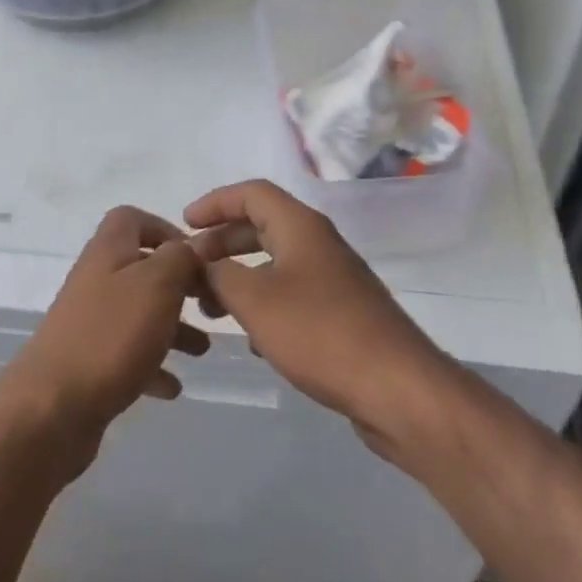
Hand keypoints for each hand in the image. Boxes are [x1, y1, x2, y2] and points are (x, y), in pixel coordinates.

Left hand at [0, 207, 210, 468]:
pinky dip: (152, 367)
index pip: (132, 219)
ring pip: (138, 314)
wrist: (51, 408)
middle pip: (140, 269)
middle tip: (209, 305)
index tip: (197, 257)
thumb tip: (190, 249)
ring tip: (202, 351)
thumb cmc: (110, 335)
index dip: (165, 229)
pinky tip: (172, 387)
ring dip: (172, 328)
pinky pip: (128, 356)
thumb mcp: (157, 284)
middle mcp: (96, 280)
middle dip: (178, 286)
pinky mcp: (88, 364)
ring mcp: (89, 323)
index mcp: (108, 251)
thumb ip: (180, 258)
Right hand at [185, 180, 451, 458]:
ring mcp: (334, 280)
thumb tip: (201, 263)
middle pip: (262, 226)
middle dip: (222, 243)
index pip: (251, 192)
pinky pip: (292, 295)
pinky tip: (253, 339)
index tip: (185, 225)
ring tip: (213, 310)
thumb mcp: (254, 300)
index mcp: (300, 227)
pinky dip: (265, 305)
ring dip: (241, 278)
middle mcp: (319, 244)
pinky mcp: (342, 314)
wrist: (397, 389)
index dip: (215, 202)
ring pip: (276, 264)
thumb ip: (219, 275)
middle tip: (193, 270)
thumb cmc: (319, 333)